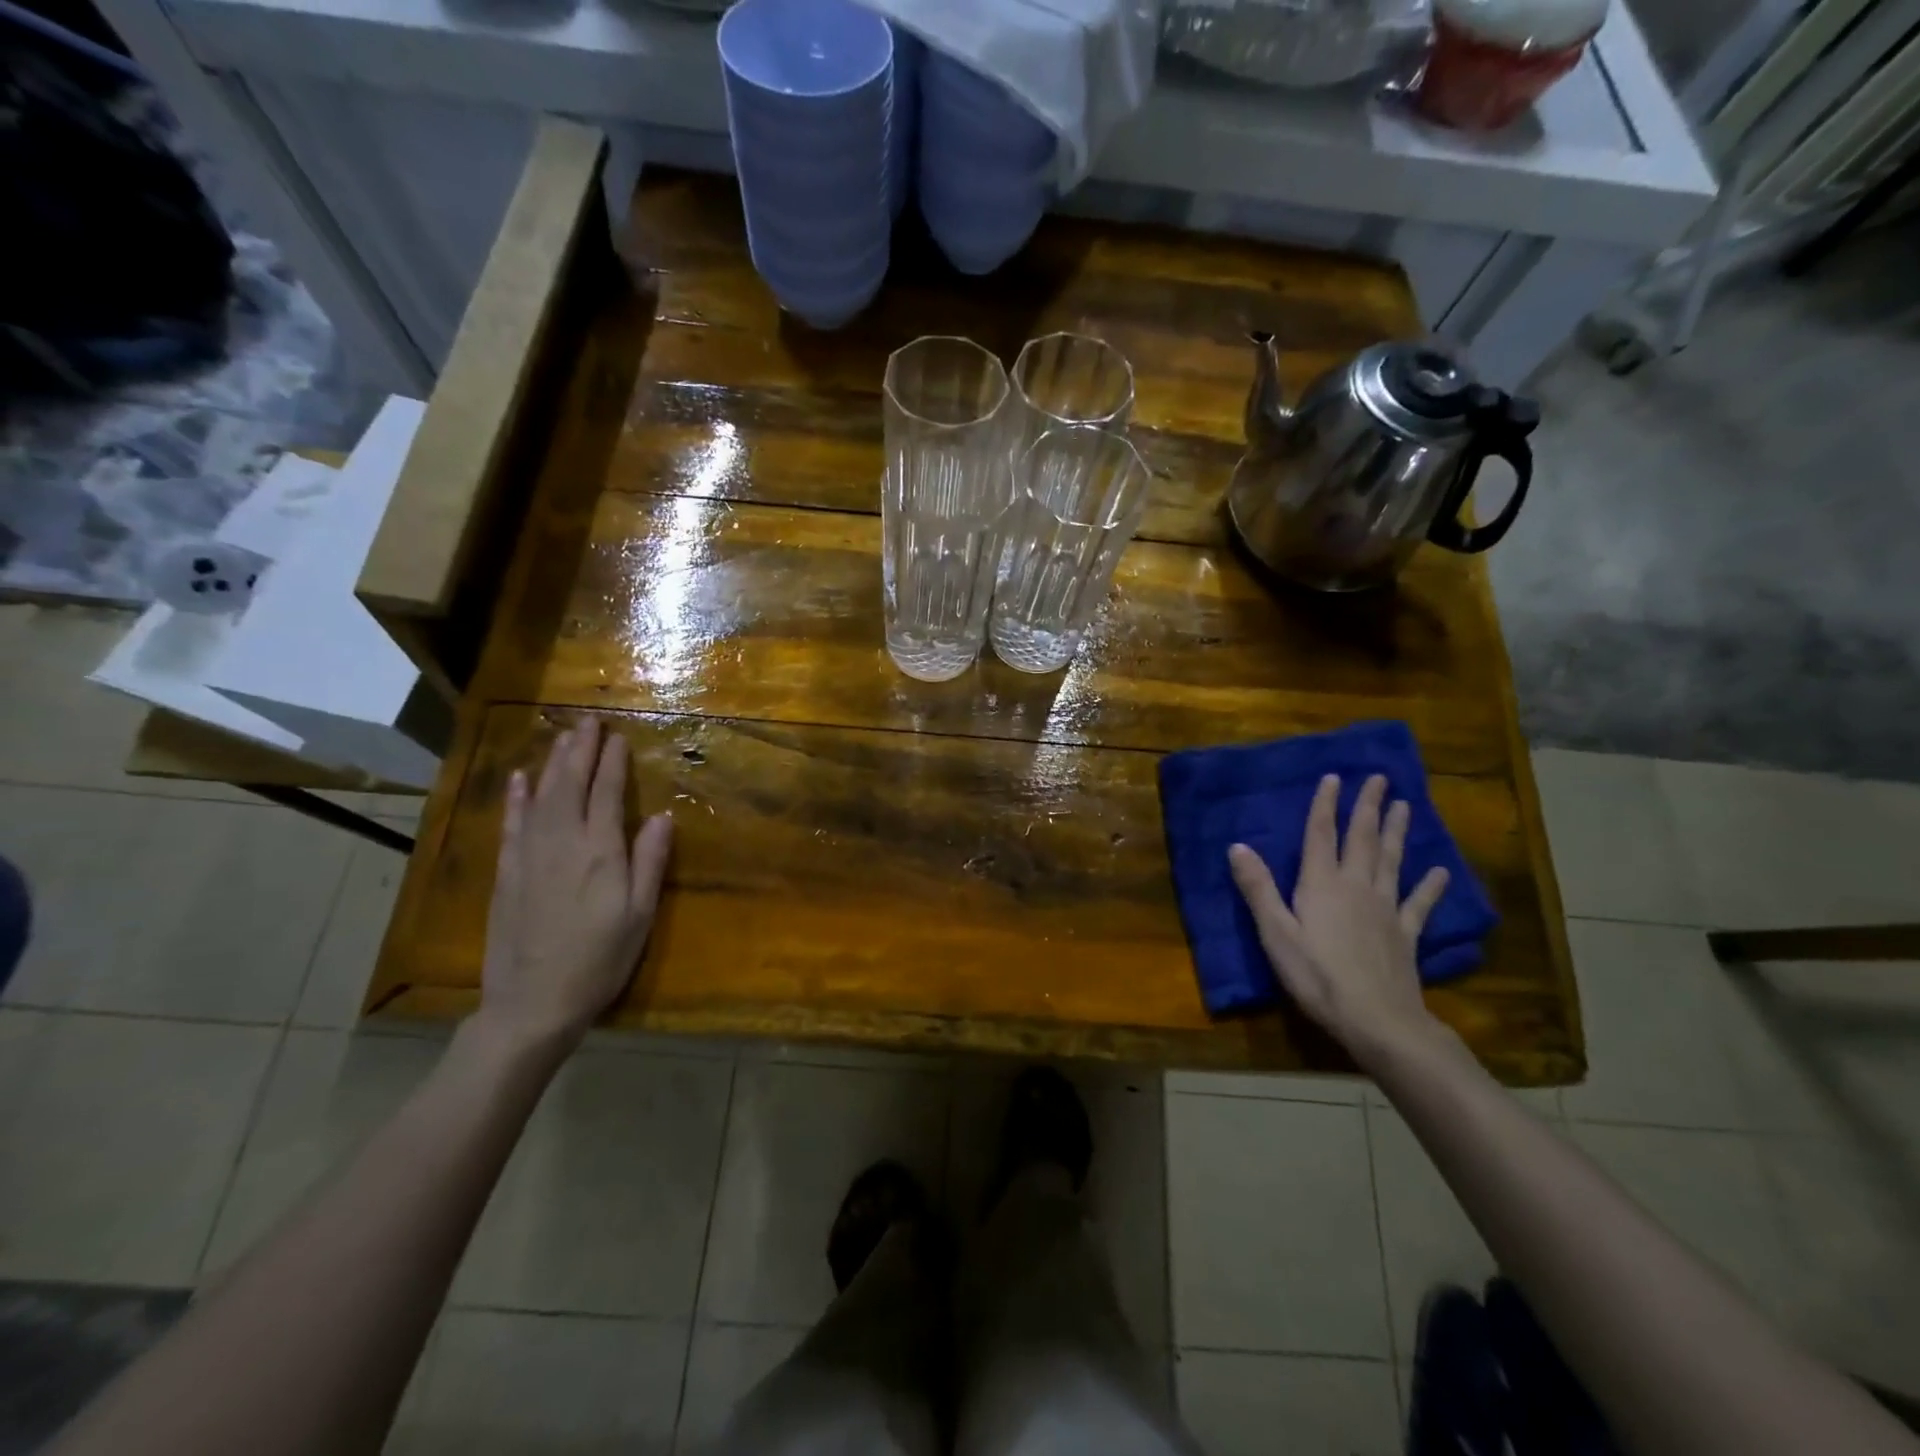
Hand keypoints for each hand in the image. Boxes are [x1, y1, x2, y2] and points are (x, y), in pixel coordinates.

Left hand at [479, 718, 673, 1053]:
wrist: (532, 1003)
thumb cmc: (599, 960)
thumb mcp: (639, 915)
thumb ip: (650, 862)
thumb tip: (662, 817)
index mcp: (600, 852)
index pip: (606, 793)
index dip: (612, 762)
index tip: (618, 736)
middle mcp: (561, 843)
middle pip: (569, 784)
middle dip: (580, 749)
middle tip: (588, 720)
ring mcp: (528, 855)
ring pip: (539, 796)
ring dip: (551, 762)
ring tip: (563, 736)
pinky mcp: (507, 872)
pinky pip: (510, 823)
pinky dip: (515, 796)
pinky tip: (519, 777)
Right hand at [1228, 773, 1450, 1066]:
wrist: (1376, 1019)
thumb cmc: (1316, 976)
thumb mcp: (1275, 933)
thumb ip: (1258, 888)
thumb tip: (1237, 846)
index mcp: (1322, 884)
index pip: (1321, 834)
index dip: (1326, 805)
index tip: (1334, 777)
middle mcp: (1356, 886)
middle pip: (1362, 839)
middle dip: (1368, 807)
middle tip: (1379, 778)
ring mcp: (1386, 909)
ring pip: (1391, 861)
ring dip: (1397, 831)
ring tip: (1404, 806)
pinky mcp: (1406, 934)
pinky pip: (1419, 903)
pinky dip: (1430, 885)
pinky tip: (1440, 872)